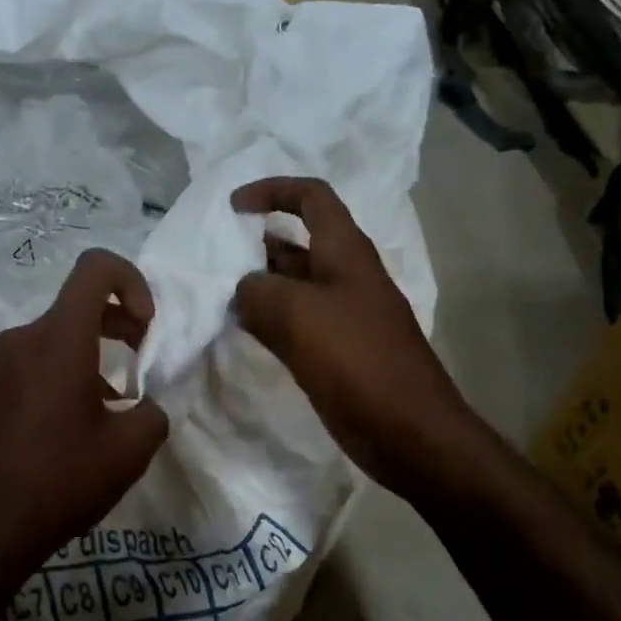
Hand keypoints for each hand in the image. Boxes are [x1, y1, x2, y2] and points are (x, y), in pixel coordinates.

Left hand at [0, 249, 169, 578]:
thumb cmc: (58, 482)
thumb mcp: (128, 453)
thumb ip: (152, 416)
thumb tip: (144, 409)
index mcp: (58, 340)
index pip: (96, 269)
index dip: (132, 282)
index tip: (145, 327)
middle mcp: (19, 340)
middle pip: (75, 308)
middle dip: (117, 327)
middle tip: (139, 368)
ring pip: (51, 342)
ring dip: (87, 361)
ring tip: (105, 414)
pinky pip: (27, 368)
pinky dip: (56, 380)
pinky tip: (65, 432)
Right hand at [231, 177, 471, 498]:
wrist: (408, 430)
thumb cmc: (358, 362)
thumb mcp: (299, 316)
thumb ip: (258, 293)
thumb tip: (242, 290)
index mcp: (345, 252)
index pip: (311, 197)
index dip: (273, 191)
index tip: (232, 208)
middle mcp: (345, 276)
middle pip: (297, 243)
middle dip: (255, 244)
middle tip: (211, 261)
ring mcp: (342, 316)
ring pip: (292, 287)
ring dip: (257, 286)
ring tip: (215, 295)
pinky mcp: (336, 351)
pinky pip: (295, 324)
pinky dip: (268, 321)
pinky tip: (241, 331)